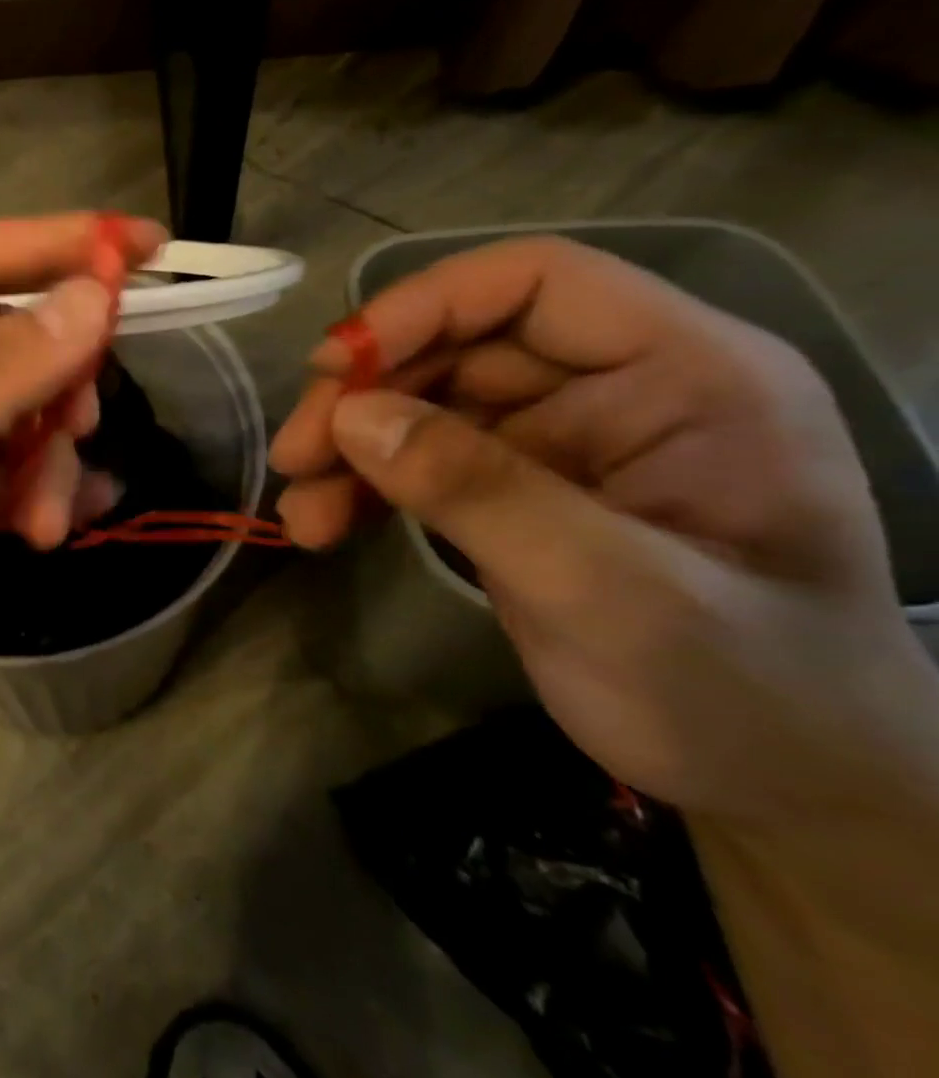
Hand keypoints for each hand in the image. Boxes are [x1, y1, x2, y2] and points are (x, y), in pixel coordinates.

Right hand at [271, 235, 938, 827]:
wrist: (781, 794)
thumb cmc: (743, 695)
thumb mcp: (612, 593)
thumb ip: (482, 493)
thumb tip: (350, 416)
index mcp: (687, 374)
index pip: (536, 283)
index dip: (425, 307)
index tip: (335, 368)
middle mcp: (618, 389)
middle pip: (457, 345)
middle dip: (363, 394)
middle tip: (295, 456)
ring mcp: (563, 440)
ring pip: (423, 403)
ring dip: (348, 447)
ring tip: (300, 511)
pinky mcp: (516, 489)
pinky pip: (420, 459)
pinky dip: (363, 484)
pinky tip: (322, 522)